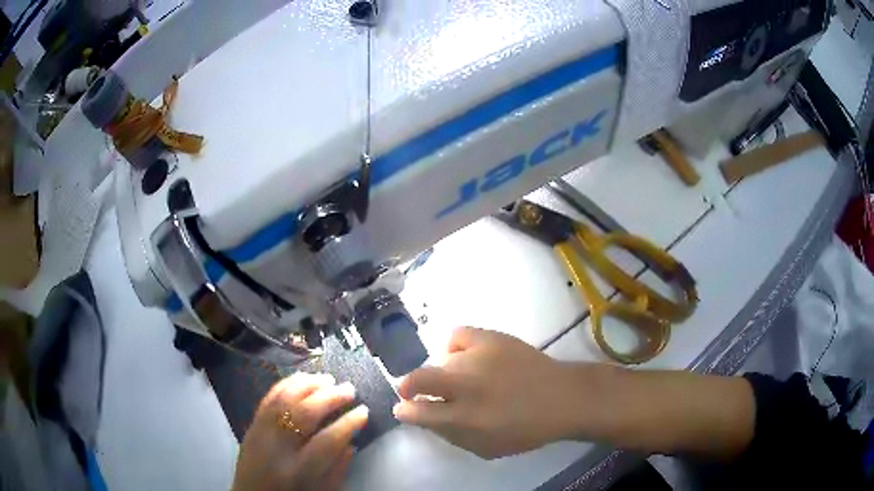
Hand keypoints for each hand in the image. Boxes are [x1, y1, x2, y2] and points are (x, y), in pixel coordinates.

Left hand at [232, 372, 368, 490]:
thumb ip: (337, 470)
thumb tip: (350, 441)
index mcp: (298, 471)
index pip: (327, 441)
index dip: (348, 423)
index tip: (364, 411)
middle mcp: (276, 448)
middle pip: (304, 414)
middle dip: (330, 398)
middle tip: (349, 389)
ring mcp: (260, 433)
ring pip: (284, 400)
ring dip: (309, 386)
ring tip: (329, 379)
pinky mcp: (251, 425)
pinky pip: (268, 398)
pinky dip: (286, 384)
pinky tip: (301, 377)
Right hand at [393, 327, 578, 458]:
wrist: (561, 398)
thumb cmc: (524, 430)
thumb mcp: (485, 447)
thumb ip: (450, 434)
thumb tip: (422, 417)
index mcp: (466, 418)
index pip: (419, 411)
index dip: (405, 410)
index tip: (402, 409)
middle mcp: (468, 387)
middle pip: (419, 378)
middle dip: (407, 385)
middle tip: (408, 389)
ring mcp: (479, 358)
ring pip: (440, 361)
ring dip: (442, 373)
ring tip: (462, 379)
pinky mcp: (492, 338)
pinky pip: (457, 335)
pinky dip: (454, 347)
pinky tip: (464, 356)